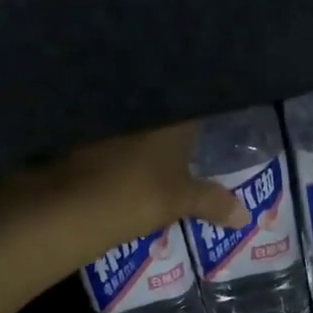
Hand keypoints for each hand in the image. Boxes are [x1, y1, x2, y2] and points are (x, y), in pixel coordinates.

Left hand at [0, 119, 248, 272]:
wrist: (66, 203)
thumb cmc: (135, 194)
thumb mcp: (180, 201)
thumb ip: (213, 202)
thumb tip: (246, 216)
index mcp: (170, 110)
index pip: (195, 96)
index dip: (204, 104)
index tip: (210, 115)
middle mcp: (137, 99)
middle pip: (161, 101)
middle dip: (171, 113)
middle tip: (184, 133)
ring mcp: (103, 111)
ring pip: (130, 112)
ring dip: (139, 124)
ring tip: (152, 144)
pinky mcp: (75, 127)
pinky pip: (105, 125)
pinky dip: (114, 138)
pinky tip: (118, 153)